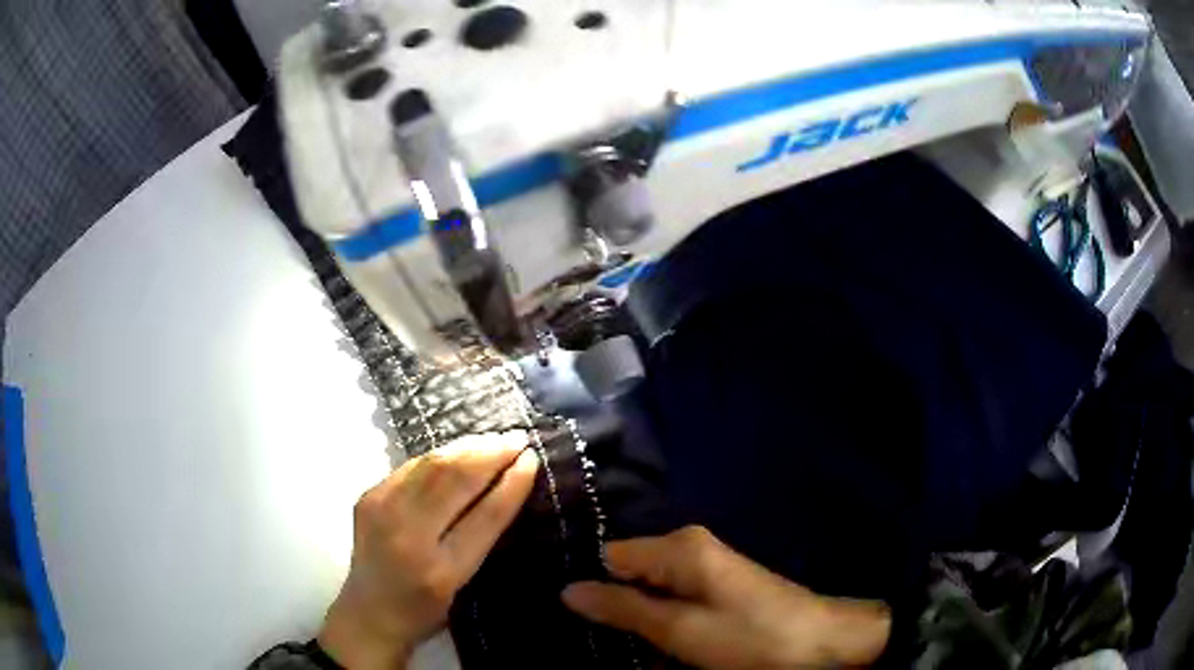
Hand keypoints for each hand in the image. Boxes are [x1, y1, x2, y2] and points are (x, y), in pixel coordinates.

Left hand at [318, 432, 538, 668]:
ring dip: (467, 447)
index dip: (512, 484)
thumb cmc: (426, 609)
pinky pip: (411, 467)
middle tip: (517, 438)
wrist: (369, 612)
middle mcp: (407, 536)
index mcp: (441, 571)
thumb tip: (507, 484)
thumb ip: (483, 539)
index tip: (532, 459)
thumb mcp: (464, 585)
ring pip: (431, 463)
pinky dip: (441, 456)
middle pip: (454, 479)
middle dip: (490, 453)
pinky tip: (458, 452)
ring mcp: (382, 511)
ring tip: (493, 439)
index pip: (485, 516)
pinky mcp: (368, 496)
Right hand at [562, 526, 890, 668]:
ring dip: (635, 617)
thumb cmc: (747, 637)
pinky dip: (660, 621)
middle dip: (611, 604)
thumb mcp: (679, 630)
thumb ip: (623, 609)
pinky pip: (673, 600)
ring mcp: (706, 566)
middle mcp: (689, 546)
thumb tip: (568, 589)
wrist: (819, 644)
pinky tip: (651, 644)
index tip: (565, 613)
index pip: (610, 554)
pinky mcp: (718, 587)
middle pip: (629, 572)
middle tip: (587, 636)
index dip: (589, 583)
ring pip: (650, 590)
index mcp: (678, 546)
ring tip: (614, 644)